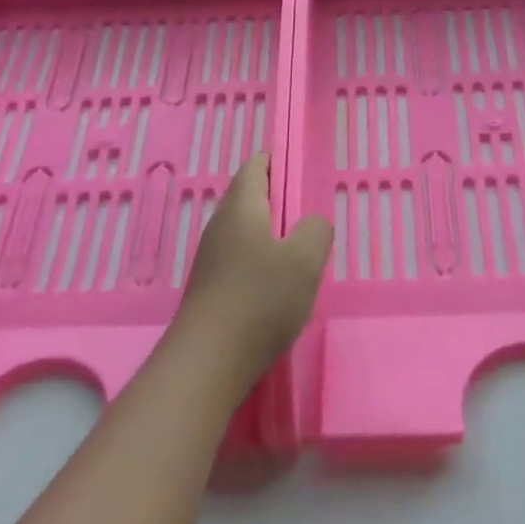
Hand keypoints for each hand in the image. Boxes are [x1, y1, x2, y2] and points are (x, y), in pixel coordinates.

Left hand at [172, 153, 332, 395]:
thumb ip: (316, 230)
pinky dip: (260, 261)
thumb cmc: (261, 300)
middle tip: (309, 218)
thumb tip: (311, 224)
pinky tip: (277, 287)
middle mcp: (220, 225)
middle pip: (249, 198)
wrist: (208, 361)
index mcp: (241, 207)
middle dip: (279, 201)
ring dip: (271, 235)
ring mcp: (211, 258)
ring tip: (299, 255)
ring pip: (245, 230)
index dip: (279, 162)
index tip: (302, 174)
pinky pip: (239, 258)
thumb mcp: (305, 260)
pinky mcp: (210, 287)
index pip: (256, 166)